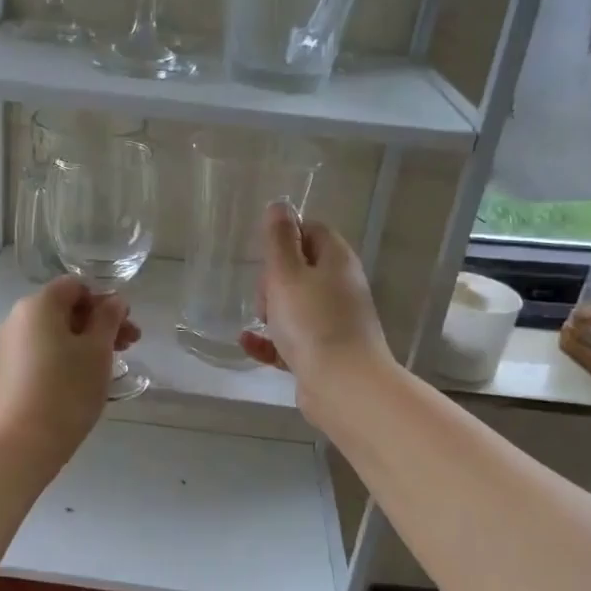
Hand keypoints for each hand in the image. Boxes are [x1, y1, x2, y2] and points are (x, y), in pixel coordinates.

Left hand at [0, 276, 139, 466]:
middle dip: (99, 322)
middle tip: (130, 345)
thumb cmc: (67, 389)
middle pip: (65, 309)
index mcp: (38, 305)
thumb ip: (109, 319)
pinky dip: (66, 356)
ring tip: (111, 364)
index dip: (104, 300)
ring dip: (85, 341)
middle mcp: (18, 318)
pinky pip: (43, 351)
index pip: (76, 286)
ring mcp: (10, 346)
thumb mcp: (97, 351)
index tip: (125, 325)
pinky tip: (84, 379)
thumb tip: (114, 301)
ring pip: (55, 332)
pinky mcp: (8, 371)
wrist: (22, 442)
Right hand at [240, 202, 391, 415]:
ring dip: (271, 311)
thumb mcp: (287, 274)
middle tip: (264, 297)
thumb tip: (280, 205)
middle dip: (273, 279)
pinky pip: (291, 338)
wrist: (343, 385)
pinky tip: (248, 343)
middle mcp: (340, 287)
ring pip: (294, 305)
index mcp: (336, 261)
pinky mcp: (323, 352)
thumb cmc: (312, 322)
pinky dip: (270, 340)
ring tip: (258, 322)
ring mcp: (333, 321)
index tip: (264, 254)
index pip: (312, 231)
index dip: (286, 236)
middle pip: (300, 269)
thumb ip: (279, 240)